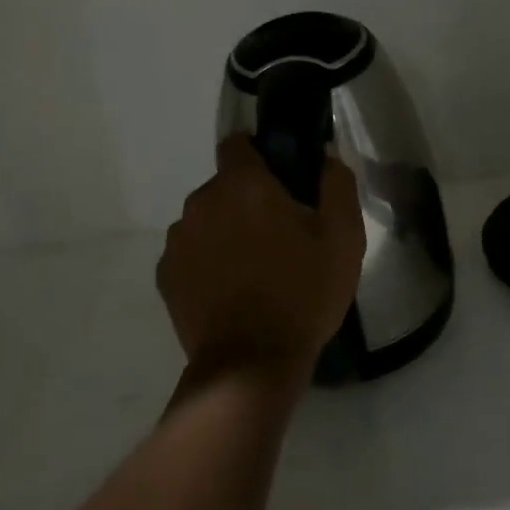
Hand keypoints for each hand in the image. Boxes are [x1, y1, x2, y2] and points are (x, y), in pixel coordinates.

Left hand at [158, 135, 366, 379]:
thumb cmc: (301, 294)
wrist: (250, 366)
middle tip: (279, 236)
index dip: (259, 154)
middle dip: (247, 201)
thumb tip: (326, 157)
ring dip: (225, 232)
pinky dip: (206, 262)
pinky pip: (190, 253)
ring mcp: (177, 239)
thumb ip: (337, 184)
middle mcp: (201, 201)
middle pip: (225, 186)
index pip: (238, 143)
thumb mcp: (343, 238)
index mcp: (242, 184)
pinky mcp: (166, 275)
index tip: (280, 178)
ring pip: (206, 220)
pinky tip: (230, 292)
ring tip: (253, 270)